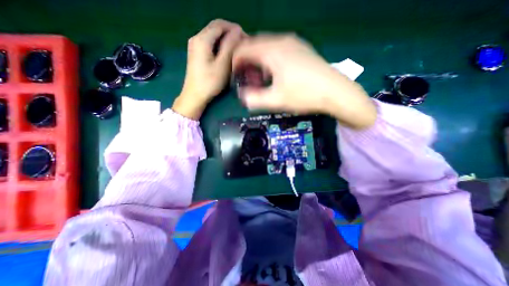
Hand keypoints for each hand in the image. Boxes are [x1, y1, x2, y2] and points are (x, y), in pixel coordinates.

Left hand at [172, 19, 245, 118]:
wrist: (195, 95)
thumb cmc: (210, 82)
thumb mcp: (222, 65)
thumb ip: (230, 46)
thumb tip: (237, 30)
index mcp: (202, 39)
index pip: (221, 24)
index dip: (235, 29)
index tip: (246, 39)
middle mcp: (196, 38)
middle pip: (216, 28)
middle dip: (231, 33)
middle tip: (243, 45)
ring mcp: (195, 46)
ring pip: (214, 36)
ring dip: (226, 40)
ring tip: (237, 50)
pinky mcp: (197, 53)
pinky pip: (211, 43)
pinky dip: (220, 46)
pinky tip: (227, 55)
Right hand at [232, 34, 374, 128]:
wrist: (335, 92)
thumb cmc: (304, 95)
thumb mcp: (276, 100)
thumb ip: (255, 99)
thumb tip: (243, 97)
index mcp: (272, 51)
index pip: (244, 49)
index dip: (235, 62)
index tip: (235, 76)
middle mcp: (281, 41)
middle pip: (254, 46)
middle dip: (247, 62)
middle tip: (248, 79)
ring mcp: (293, 43)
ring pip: (266, 47)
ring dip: (258, 61)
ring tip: (260, 78)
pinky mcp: (301, 49)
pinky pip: (278, 49)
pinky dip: (270, 59)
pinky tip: (274, 73)